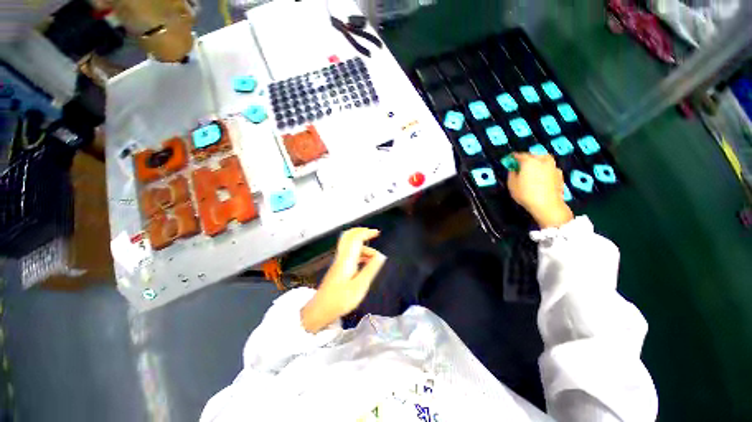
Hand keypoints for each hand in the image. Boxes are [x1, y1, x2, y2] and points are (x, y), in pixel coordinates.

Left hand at [301, 228, 386, 332]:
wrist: (319, 310)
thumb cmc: (340, 300)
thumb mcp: (359, 287)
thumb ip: (370, 269)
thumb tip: (381, 255)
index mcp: (347, 259)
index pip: (356, 238)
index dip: (366, 232)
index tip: (377, 233)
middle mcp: (342, 257)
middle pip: (348, 236)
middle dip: (361, 232)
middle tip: (373, 234)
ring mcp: (338, 262)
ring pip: (349, 245)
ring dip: (362, 246)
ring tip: (374, 257)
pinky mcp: (338, 268)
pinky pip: (349, 253)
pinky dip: (359, 253)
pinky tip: (365, 262)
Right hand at [507, 153, 573, 228]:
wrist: (547, 205)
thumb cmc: (526, 194)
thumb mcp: (512, 184)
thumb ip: (511, 174)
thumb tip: (513, 169)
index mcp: (529, 161)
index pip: (520, 155)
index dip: (513, 156)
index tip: (510, 158)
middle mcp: (543, 161)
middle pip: (534, 155)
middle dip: (527, 157)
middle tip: (522, 163)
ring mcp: (553, 167)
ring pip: (544, 160)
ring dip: (538, 162)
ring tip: (533, 169)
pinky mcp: (560, 175)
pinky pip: (550, 168)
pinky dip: (545, 170)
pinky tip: (542, 177)